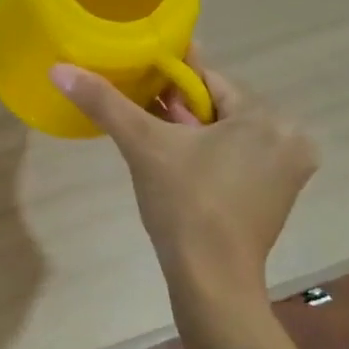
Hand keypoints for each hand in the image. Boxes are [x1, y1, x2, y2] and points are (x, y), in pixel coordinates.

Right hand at [49, 53, 316, 284]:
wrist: (210, 280)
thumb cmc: (183, 205)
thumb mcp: (142, 146)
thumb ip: (105, 103)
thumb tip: (59, 69)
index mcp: (267, 117)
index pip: (209, 80)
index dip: (169, 78)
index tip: (138, 76)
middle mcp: (289, 138)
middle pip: (220, 108)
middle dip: (180, 110)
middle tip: (140, 114)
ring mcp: (288, 171)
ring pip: (228, 134)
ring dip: (193, 133)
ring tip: (153, 140)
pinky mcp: (278, 196)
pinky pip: (238, 159)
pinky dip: (210, 156)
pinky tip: (179, 167)